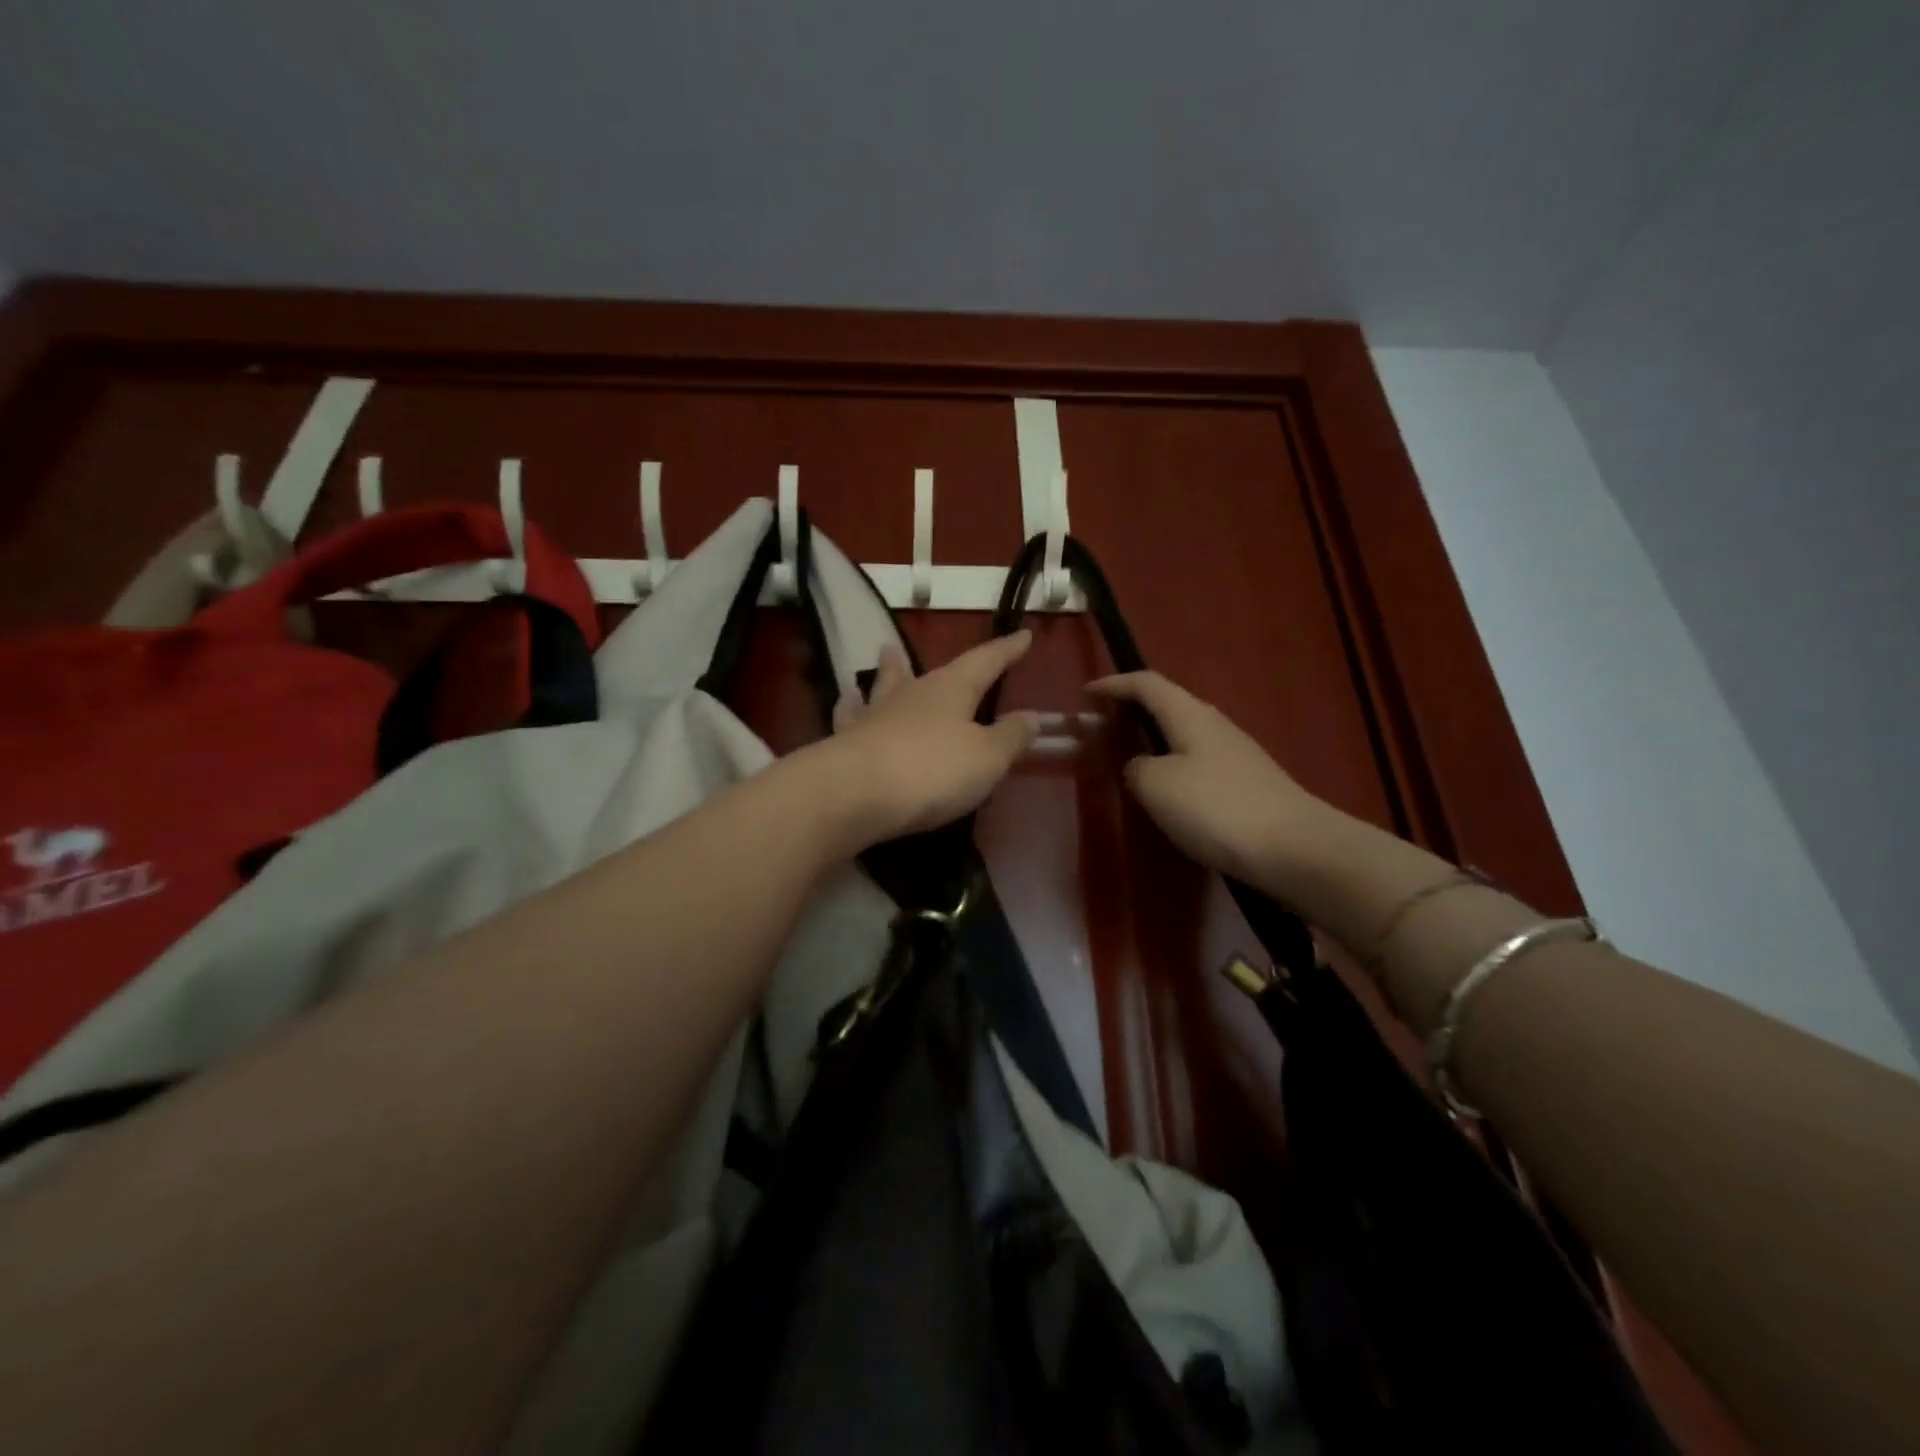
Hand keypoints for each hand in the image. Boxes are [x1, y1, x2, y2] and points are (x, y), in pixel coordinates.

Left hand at [823, 631, 1040, 846]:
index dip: (1006, 650)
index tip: (1023, 635)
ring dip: (887, 673)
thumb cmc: (933, 771)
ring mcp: (874, 716)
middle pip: (923, 670)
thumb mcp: (987, 758)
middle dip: (929, 659)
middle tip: (913, 643)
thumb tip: (1032, 715)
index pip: (985, 662)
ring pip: (883, 686)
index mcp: (951, 690)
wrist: (856, 793)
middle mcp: (911, 694)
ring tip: (885, 656)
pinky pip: (850, 716)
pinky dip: (850, 706)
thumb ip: (1010, 736)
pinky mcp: (846, 742)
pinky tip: (845, 701)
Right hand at [1088, 670, 1335, 885]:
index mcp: (1189, 714)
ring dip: (1154, 739)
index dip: (1113, 684)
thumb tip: (1140, 766)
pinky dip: (1174, 765)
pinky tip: (1168, 792)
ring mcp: (1236, 753)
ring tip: (1129, 759)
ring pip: (1185, 734)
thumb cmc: (1216, 809)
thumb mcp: (1155, 786)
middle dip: (1133, 710)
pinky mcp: (1248, 783)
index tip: (1086, 693)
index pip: (1146, 684)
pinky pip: (1199, 761)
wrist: (1296, 849)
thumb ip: (1136, 768)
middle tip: (1104, 727)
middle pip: (1168, 704)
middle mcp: (1215, 724)